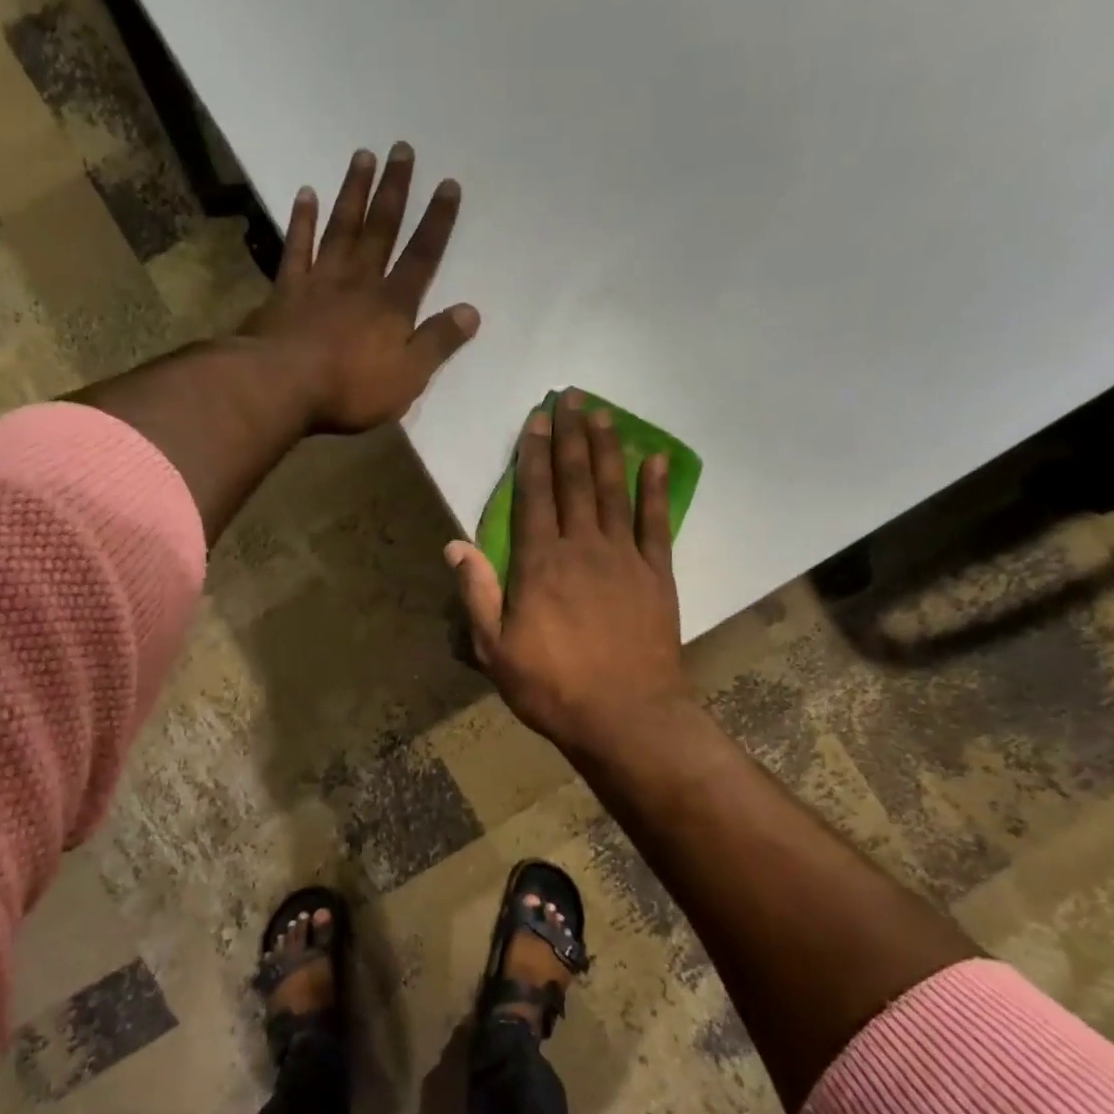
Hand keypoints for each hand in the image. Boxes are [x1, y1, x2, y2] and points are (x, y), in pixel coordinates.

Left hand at [242, 144, 479, 432]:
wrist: (283, 385)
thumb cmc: (351, 388)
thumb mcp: (408, 377)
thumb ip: (438, 343)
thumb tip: (471, 311)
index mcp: (392, 306)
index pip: (421, 258)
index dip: (436, 222)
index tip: (448, 184)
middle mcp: (359, 282)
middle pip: (381, 230)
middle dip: (394, 190)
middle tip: (402, 149)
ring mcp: (320, 281)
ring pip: (341, 228)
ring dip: (354, 192)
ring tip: (363, 156)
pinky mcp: (286, 290)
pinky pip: (296, 247)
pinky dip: (302, 220)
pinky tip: (306, 193)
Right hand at [447, 390, 695, 760]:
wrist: (625, 716)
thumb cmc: (551, 687)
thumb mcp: (495, 649)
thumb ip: (477, 593)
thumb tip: (456, 544)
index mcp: (540, 564)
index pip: (534, 496)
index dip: (533, 455)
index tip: (535, 419)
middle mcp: (582, 548)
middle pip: (575, 481)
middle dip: (570, 436)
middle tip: (571, 397)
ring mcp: (624, 558)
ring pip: (613, 490)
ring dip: (607, 449)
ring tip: (602, 413)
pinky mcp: (657, 574)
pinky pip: (656, 522)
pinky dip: (655, 489)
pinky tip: (654, 460)